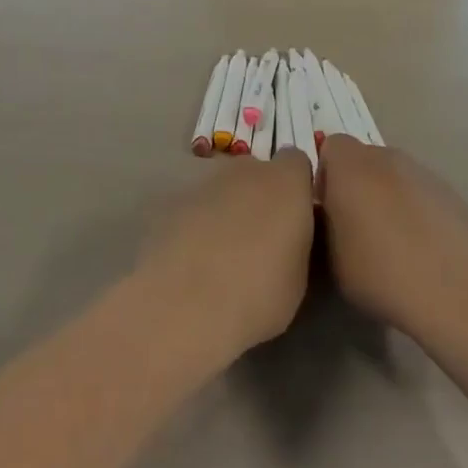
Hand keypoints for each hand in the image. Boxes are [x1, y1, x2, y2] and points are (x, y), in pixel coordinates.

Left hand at [137, 152, 316, 357]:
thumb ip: (296, 241)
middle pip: (255, 173)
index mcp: (284, 182)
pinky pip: (191, 209)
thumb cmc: (259, 293)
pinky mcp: (168, 204)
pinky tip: (191, 260)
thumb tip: (288, 239)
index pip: (296, 162)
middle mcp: (243, 171)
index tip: (296, 215)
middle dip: (258, 196)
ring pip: (220, 190)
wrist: (186, 306)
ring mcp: (201, 183)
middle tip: (258, 238)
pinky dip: (194, 225)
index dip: (296, 186)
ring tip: (220, 255)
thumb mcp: (299, 276)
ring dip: (224, 211)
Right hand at [316, 138, 467, 342]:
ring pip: (395, 176)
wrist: (457, 295)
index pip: (330, 145)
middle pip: (364, 158)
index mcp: (352, 166)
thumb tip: (331, 209)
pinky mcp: (455, 195)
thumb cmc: (380, 273)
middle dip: (356, 183)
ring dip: (387, 196)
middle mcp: (389, 159)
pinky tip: (421, 249)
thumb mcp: (329, 254)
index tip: (326, 208)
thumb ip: (324, 219)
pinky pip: (422, 194)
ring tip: (391, 242)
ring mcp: (427, 175)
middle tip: (354, 225)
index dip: (325, 174)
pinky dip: (415, 211)